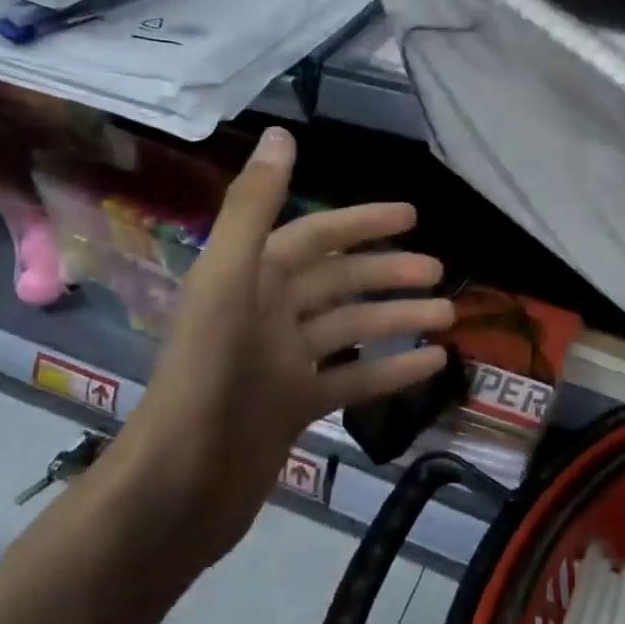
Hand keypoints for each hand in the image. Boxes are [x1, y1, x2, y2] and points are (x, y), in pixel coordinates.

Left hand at [109, 126, 454, 570]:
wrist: (176, 490)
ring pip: (352, 328)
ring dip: (398, 319)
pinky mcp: (294, 408)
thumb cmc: (208, 375)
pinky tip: (432, 365)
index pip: (317, 234)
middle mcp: (267, 312)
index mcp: (252, 277)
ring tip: (447, 317)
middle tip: (441, 273)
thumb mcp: (229, 280)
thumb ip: (254, 206)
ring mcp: (282, 362)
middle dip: (390, 274)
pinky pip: (352, 379)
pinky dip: (390, 370)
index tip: (413, 216)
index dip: (364, 222)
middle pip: (340, 282)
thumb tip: (281, 133)